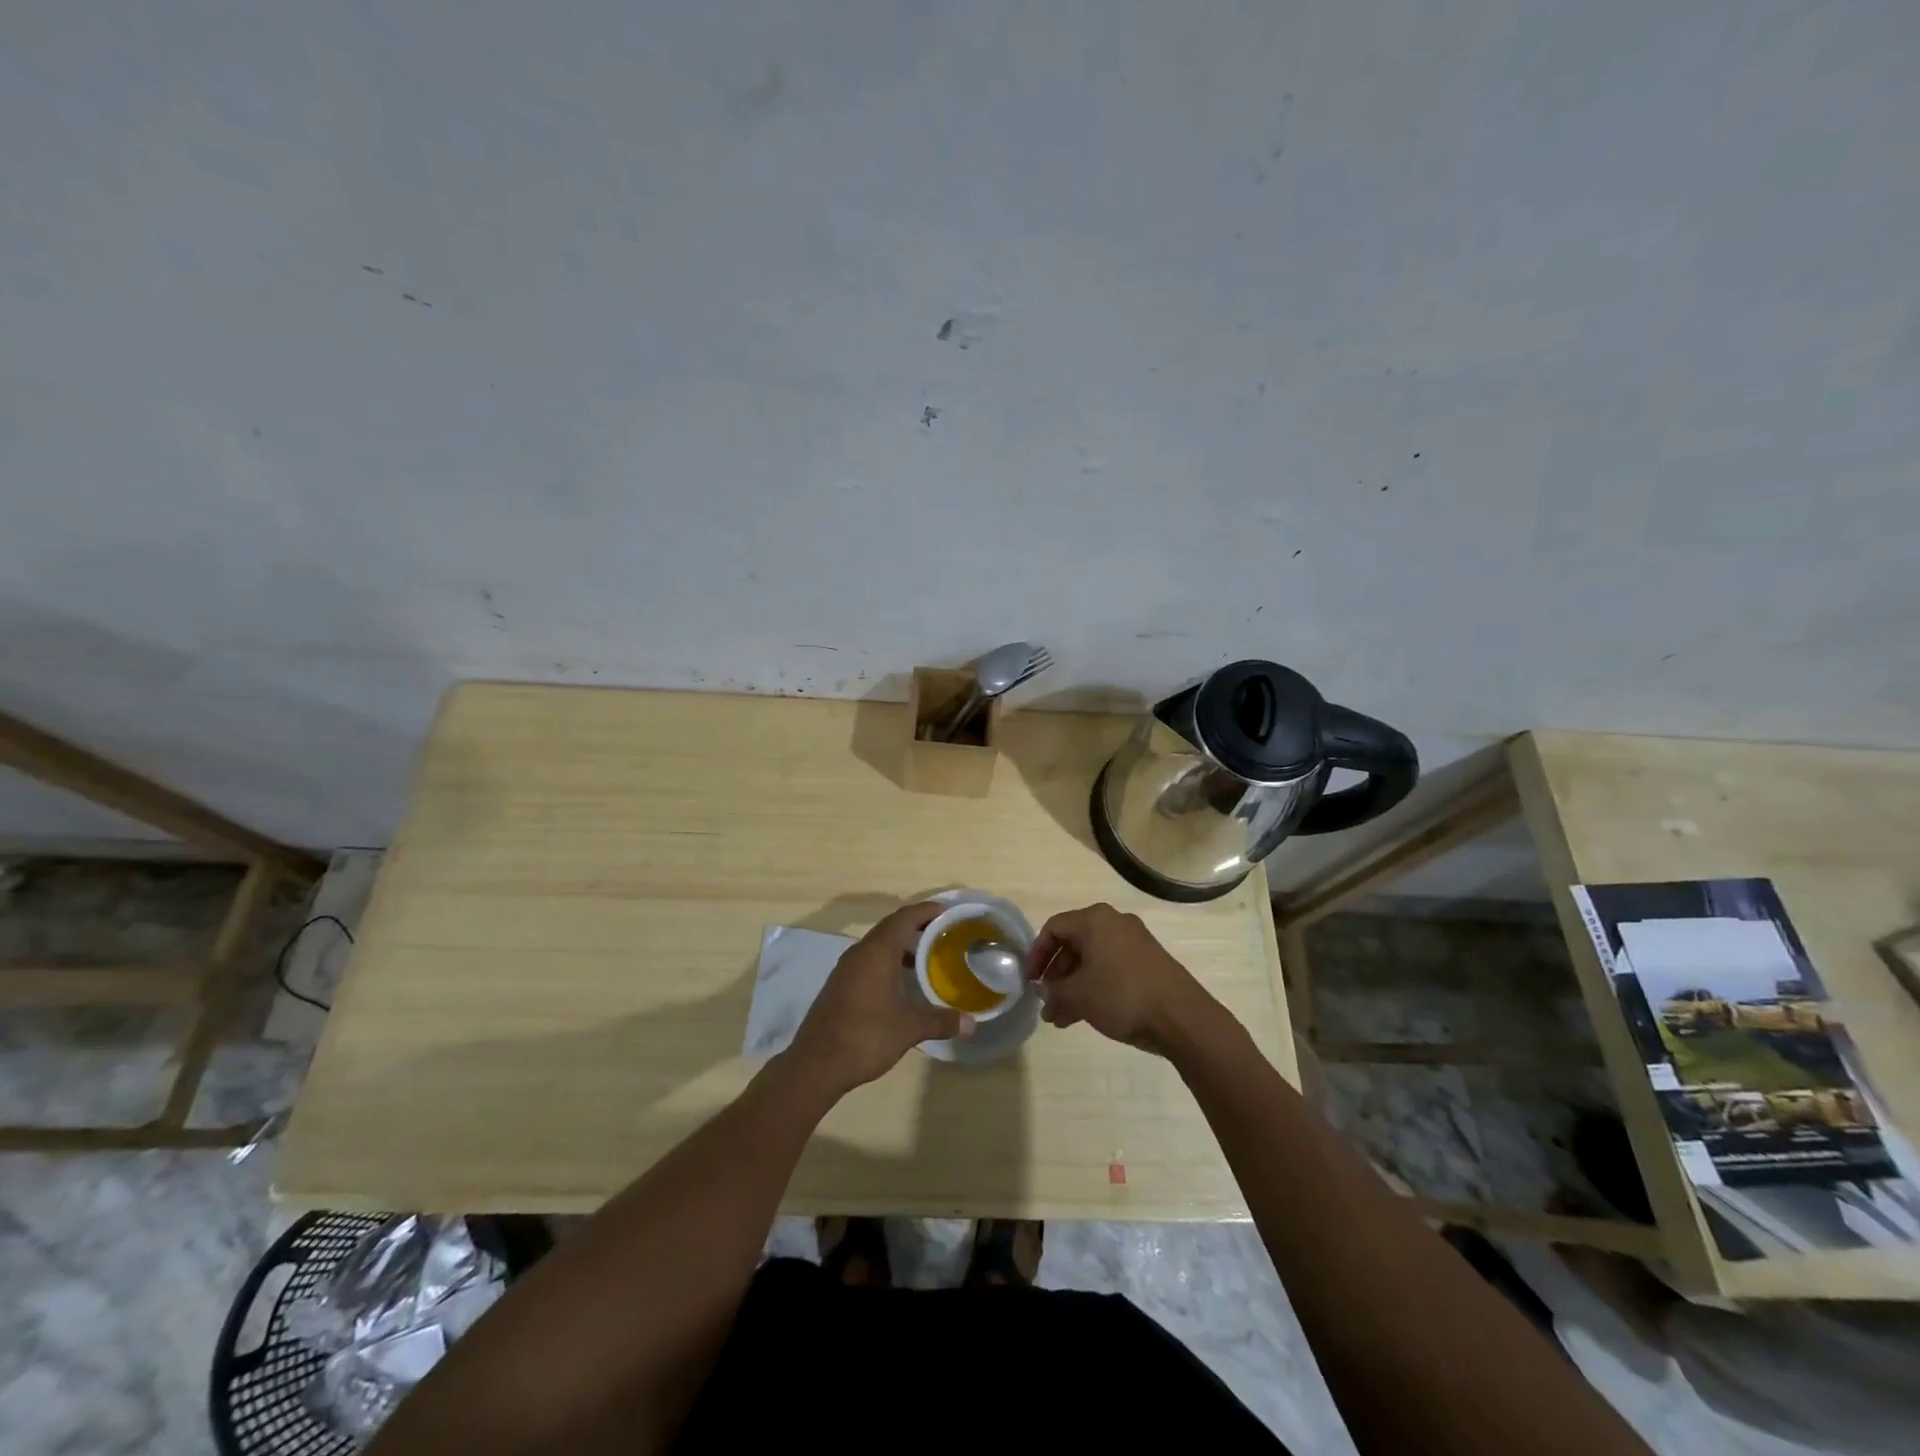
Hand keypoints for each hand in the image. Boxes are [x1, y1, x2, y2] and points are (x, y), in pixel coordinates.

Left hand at [787, 902, 965, 1094]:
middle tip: (942, 934)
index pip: (905, 917)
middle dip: (916, 927)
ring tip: (927, 959)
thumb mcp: (909, 1028)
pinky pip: (868, 962)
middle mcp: (860, 952)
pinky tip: (901, 985)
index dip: (926, 910)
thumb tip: (971, 1023)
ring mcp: (846, 969)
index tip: (947, 911)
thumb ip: (941, 1021)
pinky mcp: (839, 986)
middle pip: (891, 927)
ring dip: (901, 947)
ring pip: (878, 946)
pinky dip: (887, 963)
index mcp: (878, 951)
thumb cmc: (866, 1035)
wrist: (816, 1064)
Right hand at [1027, 903, 1220, 1055]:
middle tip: (1046, 1003)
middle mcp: (1114, 923)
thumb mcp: (1079, 995)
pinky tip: (1084, 1015)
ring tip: (1061, 1018)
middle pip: (1073, 944)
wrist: (1182, 1017)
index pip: (1053, 928)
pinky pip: (1111, 969)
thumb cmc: (1122, 995)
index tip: (1029, 981)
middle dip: (1056, 976)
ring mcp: (1134, 942)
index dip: (1036, 955)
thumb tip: (1045, 991)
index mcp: (1095, 920)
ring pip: (1092, 960)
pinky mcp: (1148, 962)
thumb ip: (1054, 990)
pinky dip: (1094, 987)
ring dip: (1073, 987)